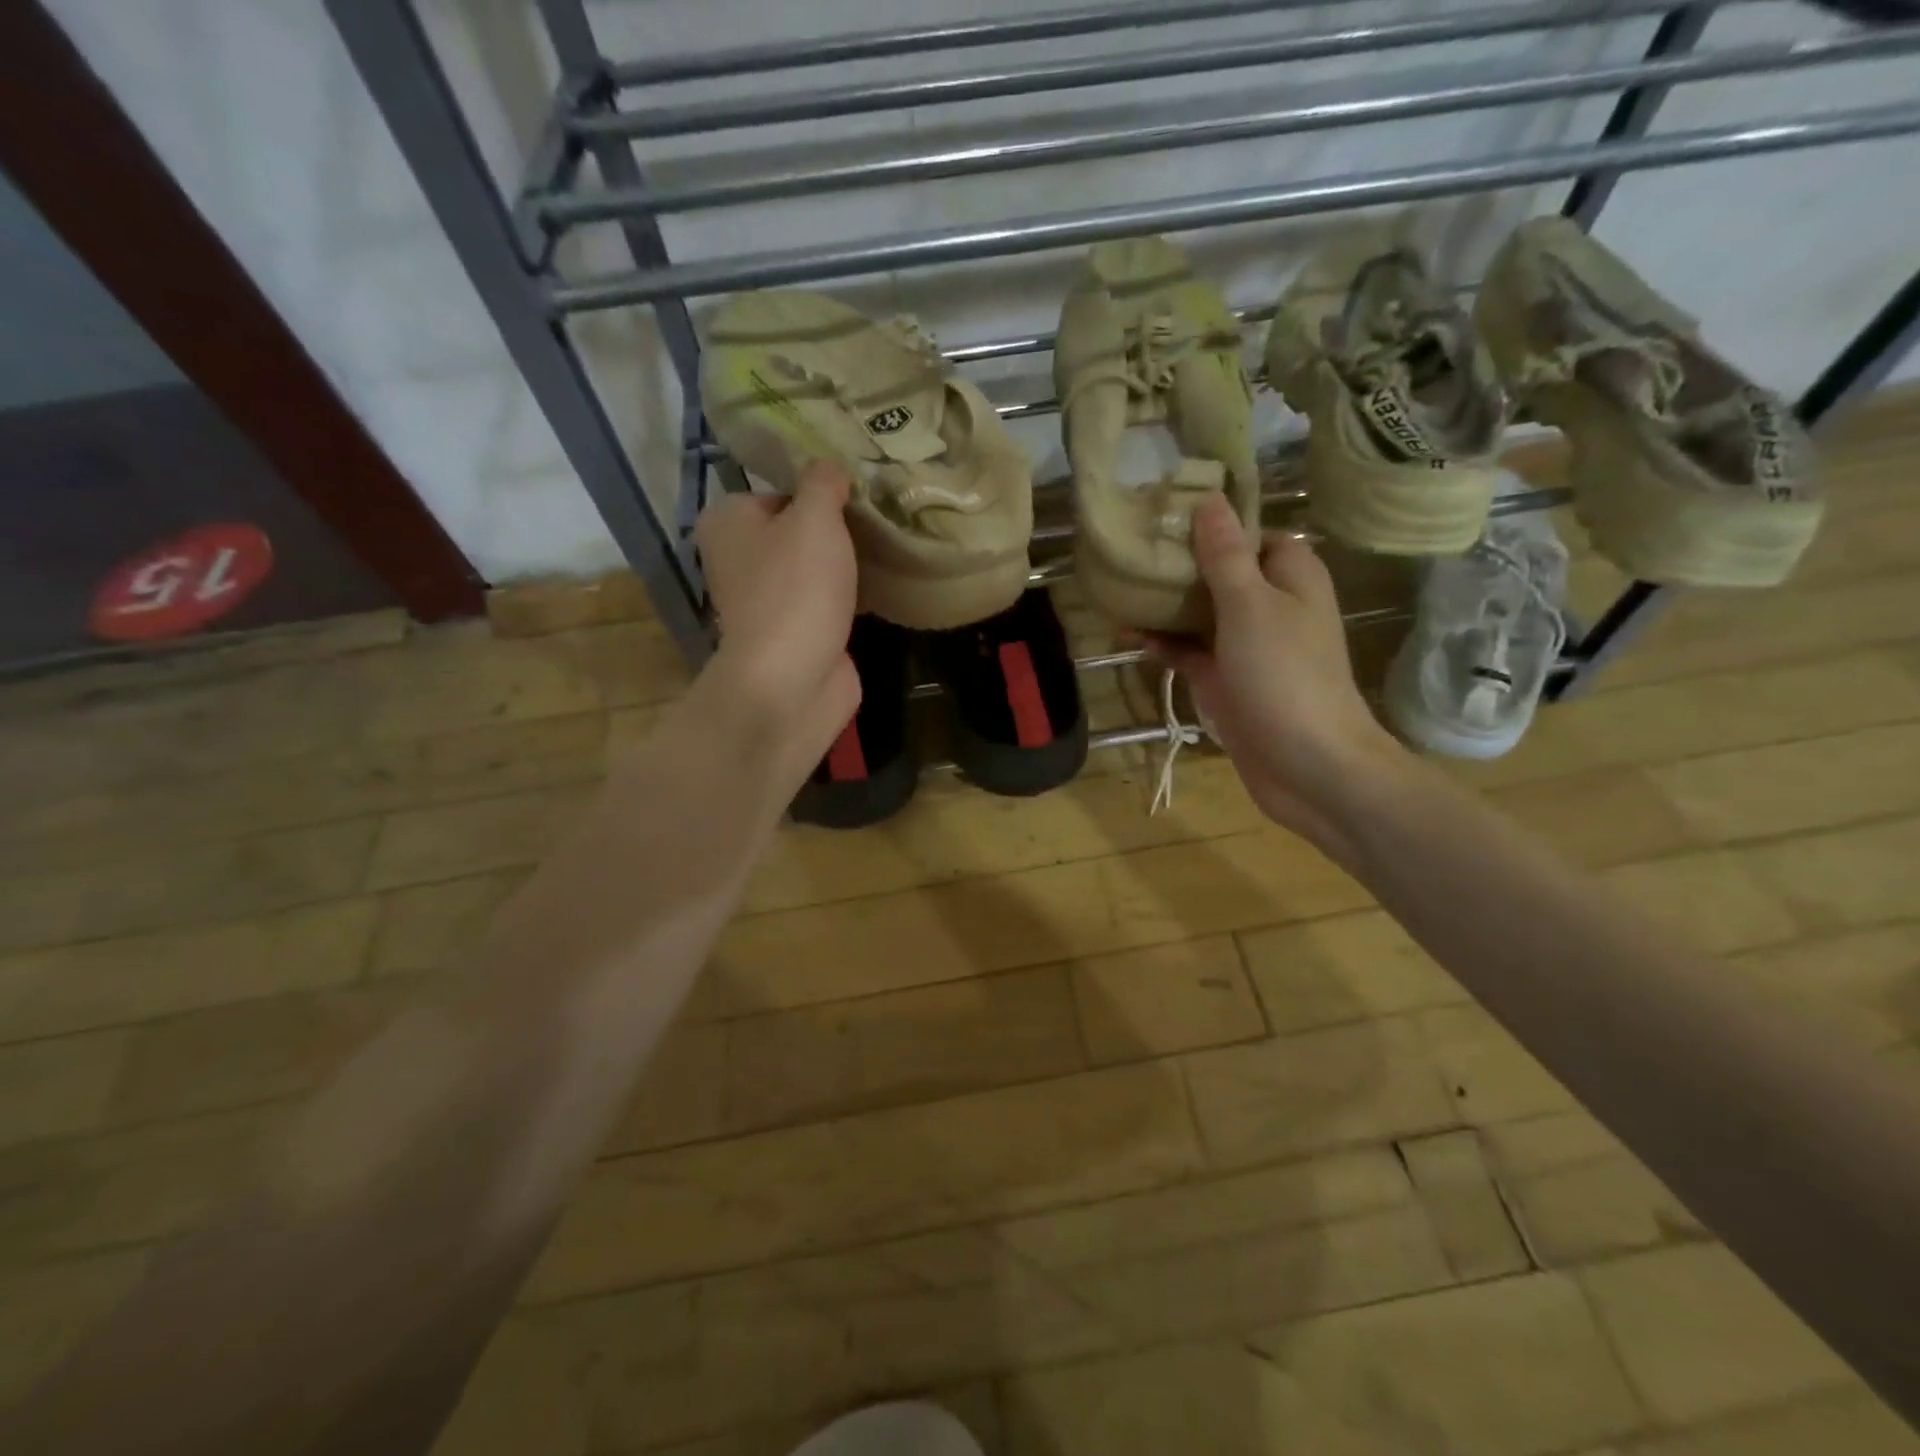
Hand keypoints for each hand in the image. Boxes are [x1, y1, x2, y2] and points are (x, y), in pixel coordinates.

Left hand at [693, 462, 860, 789]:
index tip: (857, 498)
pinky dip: (847, 597)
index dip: (819, 494)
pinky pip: (823, 602)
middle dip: (834, 530)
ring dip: (843, 565)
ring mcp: (763, 601)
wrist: (792, 678)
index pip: (779, 492)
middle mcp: (736, 559)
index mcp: (727, 521)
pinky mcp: (791, 633)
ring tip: (882, 551)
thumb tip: (830, 467)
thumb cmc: (796, 588)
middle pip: (796, 531)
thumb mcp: (815, 517)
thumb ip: (823, 482)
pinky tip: (879, 588)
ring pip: (811, 568)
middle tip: (875, 523)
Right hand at [1145, 495, 1405, 860]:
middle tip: (1133, 548)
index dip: (1215, 522)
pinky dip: (1165, 644)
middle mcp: (1271, 606)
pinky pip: (1191, 652)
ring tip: (1119, 588)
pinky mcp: (1227, 681)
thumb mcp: (1250, 606)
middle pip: (1221, 573)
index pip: (1252, 533)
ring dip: (1166, 605)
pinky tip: (1129, 635)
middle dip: (1181, 563)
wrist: (1307, 765)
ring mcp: (1248, 647)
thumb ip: (1226, 555)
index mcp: (1290, 577)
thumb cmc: (1284, 676)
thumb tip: (1209, 499)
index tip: (1167, 513)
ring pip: (1202, 614)